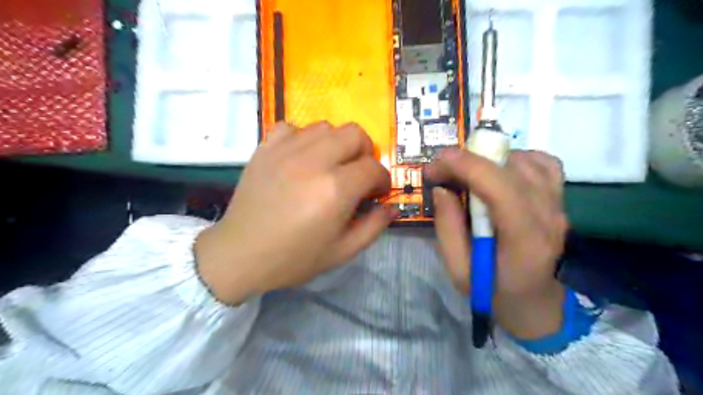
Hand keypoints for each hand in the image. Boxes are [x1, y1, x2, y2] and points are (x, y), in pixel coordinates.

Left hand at [194, 122, 397, 303]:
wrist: (241, 254)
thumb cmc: (294, 258)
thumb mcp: (342, 251)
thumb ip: (374, 226)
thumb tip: (393, 207)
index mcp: (336, 189)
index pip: (373, 168)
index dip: (382, 180)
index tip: (376, 193)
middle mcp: (314, 161)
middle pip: (354, 134)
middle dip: (365, 152)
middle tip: (357, 174)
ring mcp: (286, 150)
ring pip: (325, 126)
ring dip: (337, 144)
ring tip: (330, 165)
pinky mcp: (265, 149)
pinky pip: (292, 127)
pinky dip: (303, 138)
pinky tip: (301, 158)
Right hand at [425, 149, 566, 337]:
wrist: (535, 302)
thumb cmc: (493, 292)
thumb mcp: (458, 270)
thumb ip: (447, 228)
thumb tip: (442, 188)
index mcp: (524, 239)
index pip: (501, 187)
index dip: (466, 166)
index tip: (435, 165)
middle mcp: (548, 215)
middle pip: (512, 167)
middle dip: (470, 159)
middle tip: (443, 172)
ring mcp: (559, 205)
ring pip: (526, 160)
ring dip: (489, 159)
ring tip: (467, 175)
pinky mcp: (559, 199)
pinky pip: (543, 163)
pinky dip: (516, 159)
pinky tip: (498, 173)